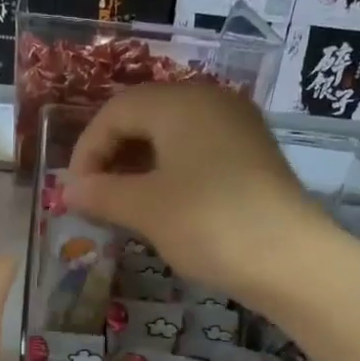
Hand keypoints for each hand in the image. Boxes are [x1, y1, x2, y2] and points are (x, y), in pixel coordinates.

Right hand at [64, 82, 329, 306]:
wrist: (291, 260)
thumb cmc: (209, 224)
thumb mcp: (146, 209)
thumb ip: (101, 194)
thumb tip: (68, 191)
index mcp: (180, 102)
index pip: (115, 111)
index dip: (86, 150)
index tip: (74, 193)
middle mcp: (210, 101)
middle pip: (144, 116)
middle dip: (112, 156)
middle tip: (95, 198)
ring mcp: (237, 126)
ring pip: (172, 135)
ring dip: (139, 166)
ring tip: (123, 205)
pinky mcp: (253, 155)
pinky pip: (197, 152)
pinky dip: (170, 173)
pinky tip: (163, 206)